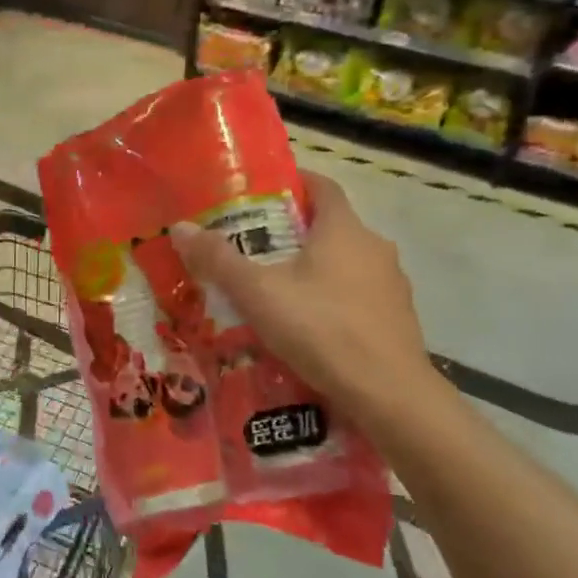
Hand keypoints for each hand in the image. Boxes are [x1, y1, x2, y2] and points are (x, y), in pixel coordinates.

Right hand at [170, 171, 437, 420]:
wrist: (388, 394)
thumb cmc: (321, 329)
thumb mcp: (258, 293)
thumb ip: (219, 260)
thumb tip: (180, 228)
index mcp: (344, 229)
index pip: (322, 186)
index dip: (294, 183)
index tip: (263, 194)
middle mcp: (374, 248)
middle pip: (331, 227)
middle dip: (293, 233)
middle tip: (253, 249)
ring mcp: (392, 285)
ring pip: (345, 265)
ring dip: (313, 271)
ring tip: (275, 293)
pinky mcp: (397, 320)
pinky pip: (357, 298)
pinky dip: (331, 302)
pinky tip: (308, 328)